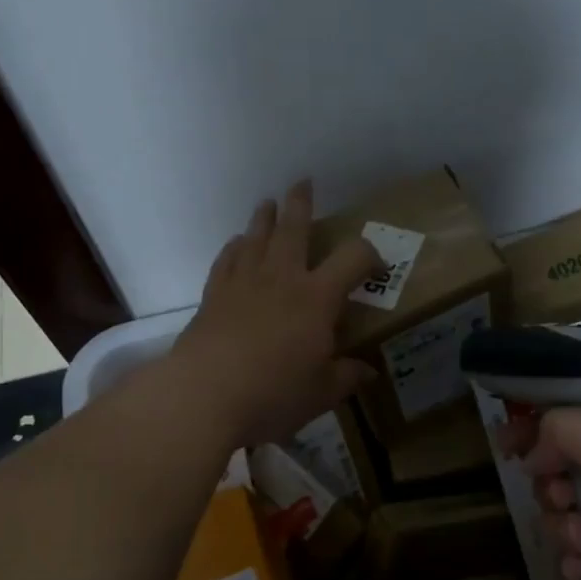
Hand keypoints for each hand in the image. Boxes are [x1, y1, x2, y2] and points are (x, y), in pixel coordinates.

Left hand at [172, 180, 381, 445]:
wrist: (203, 396)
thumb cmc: (273, 393)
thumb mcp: (321, 392)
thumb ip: (346, 376)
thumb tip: (367, 371)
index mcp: (317, 297)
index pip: (353, 258)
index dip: (370, 254)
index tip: (376, 267)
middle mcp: (282, 278)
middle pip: (294, 229)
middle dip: (300, 204)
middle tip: (303, 183)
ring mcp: (244, 283)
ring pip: (256, 237)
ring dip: (264, 218)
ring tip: (268, 204)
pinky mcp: (214, 295)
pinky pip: (226, 260)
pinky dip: (234, 248)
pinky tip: (236, 244)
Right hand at [515, 403, 580, 579]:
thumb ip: (561, 427)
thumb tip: (534, 451)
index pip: (573, 412)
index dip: (537, 423)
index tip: (506, 441)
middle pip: (562, 463)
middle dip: (551, 483)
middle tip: (559, 496)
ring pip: (565, 509)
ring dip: (562, 524)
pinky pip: (579, 549)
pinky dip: (575, 556)